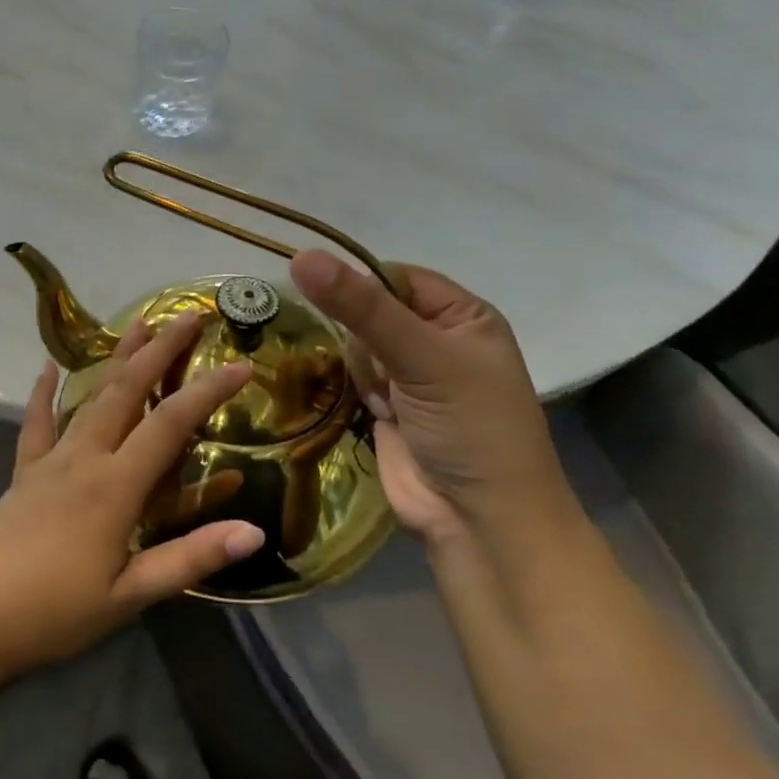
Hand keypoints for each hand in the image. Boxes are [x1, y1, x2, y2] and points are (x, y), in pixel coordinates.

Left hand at [0, 313, 263, 678]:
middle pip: (128, 390)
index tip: (241, 366)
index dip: (208, 391)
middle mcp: (85, 457)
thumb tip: (255, 530)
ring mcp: (51, 458)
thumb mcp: (133, 594)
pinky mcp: (25, 469)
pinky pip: (37, 420)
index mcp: (116, 486)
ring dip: (117, 356)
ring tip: (139, 322)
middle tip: (189, 315)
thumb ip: (192, 557)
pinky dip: (44, 390)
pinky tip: (48, 363)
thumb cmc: (59, 611)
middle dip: (161, 349)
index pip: (171, 423)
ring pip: (89, 395)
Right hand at [288, 251, 573, 547]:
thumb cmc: (469, 428)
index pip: (394, 276)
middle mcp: (436, 339)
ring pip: (355, 345)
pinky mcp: (385, 407)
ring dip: (360, 369)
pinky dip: (352, 389)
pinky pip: (350, 378)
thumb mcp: (421, 358)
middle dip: (361, 337)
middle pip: (369, 311)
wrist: (478, 521)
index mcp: (462, 316)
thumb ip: (361, 308)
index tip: (325, 296)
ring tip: (384, 400)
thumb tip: (301, 257)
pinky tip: (372, 410)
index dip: (360, 285)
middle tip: (382, 370)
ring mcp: (409, 376)